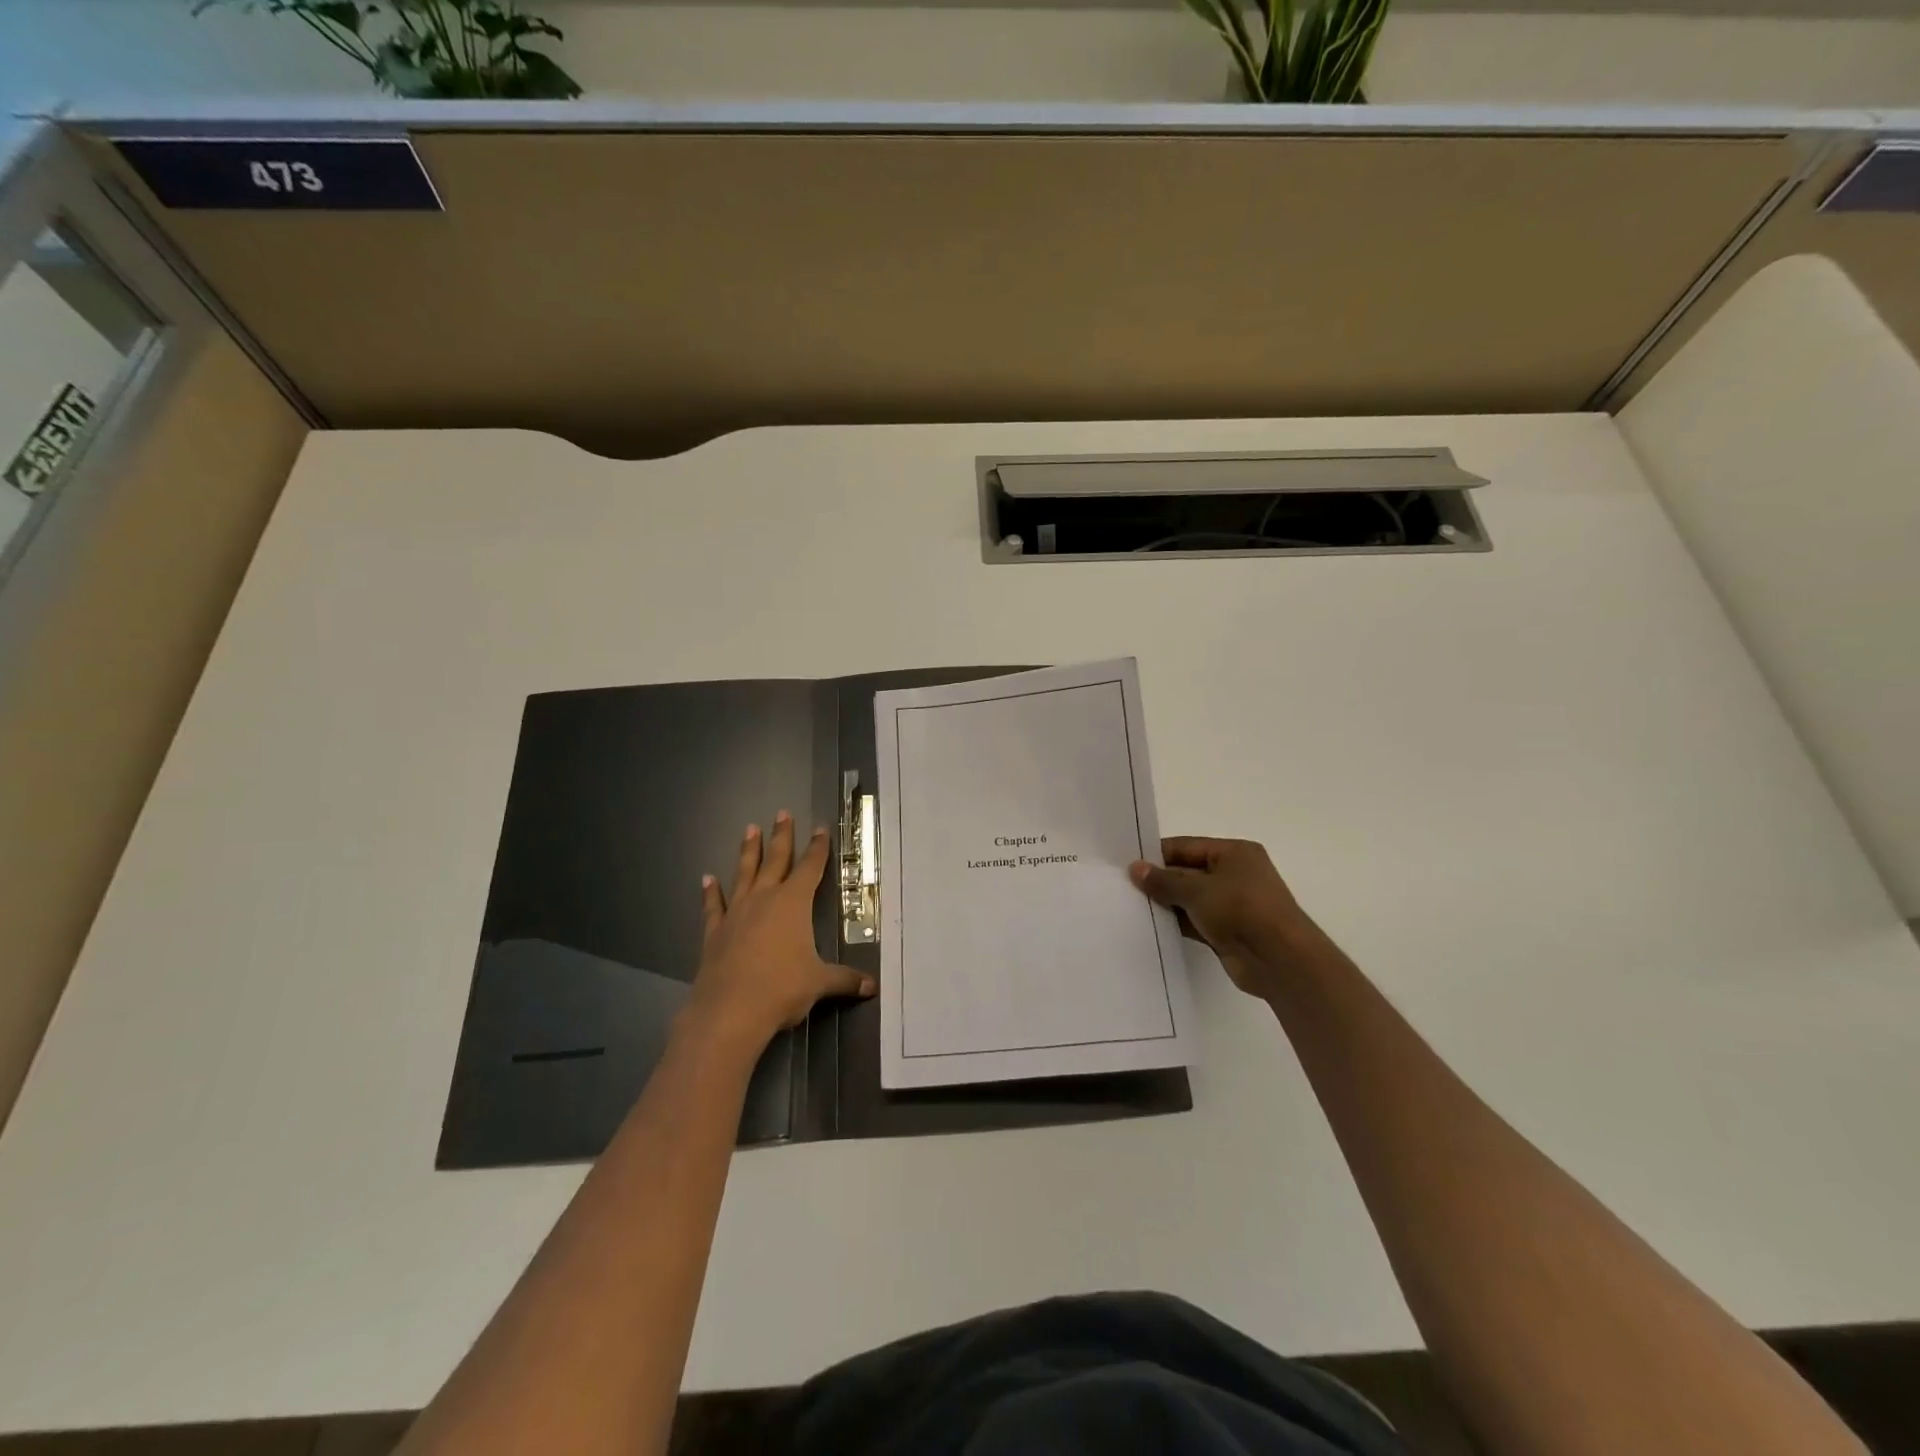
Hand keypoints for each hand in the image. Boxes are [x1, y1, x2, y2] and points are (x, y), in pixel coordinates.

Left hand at [686, 812, 874, 1054]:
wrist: (729, 1011)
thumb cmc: (781, 989)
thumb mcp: (819, 983)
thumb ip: (845, 980)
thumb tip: (872, 987)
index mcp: (793, 904)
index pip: (810, 868)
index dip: (817, 848)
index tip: (820, 828)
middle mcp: (764, 899)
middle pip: (775, 860)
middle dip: (781, 836)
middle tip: (782, 813)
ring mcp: (736, 913)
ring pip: (744, 874)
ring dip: (748, 851)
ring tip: (749, 829)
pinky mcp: (715, 932)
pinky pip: (713, 906)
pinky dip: (711, 892)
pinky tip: (707, 879)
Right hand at [1129, 836, 1322, 1000]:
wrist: (1279, 960)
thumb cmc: (1241, 910)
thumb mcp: (1197, 890)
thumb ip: (1164, 881)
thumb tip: (1135, 869)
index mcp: (1234, 853)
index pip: (1186, 847)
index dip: (1157, 855)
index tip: (1127, 864)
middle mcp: (1235, 874)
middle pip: (1187, 872)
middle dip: (1159, 880)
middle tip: (1123, 886)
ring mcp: (1233, 904)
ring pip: (1190, 899)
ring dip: (1167, 904)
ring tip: (1130, 906)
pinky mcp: (1228, 931)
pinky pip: (1196, 921)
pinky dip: (1177, 923)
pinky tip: (1151, 926)